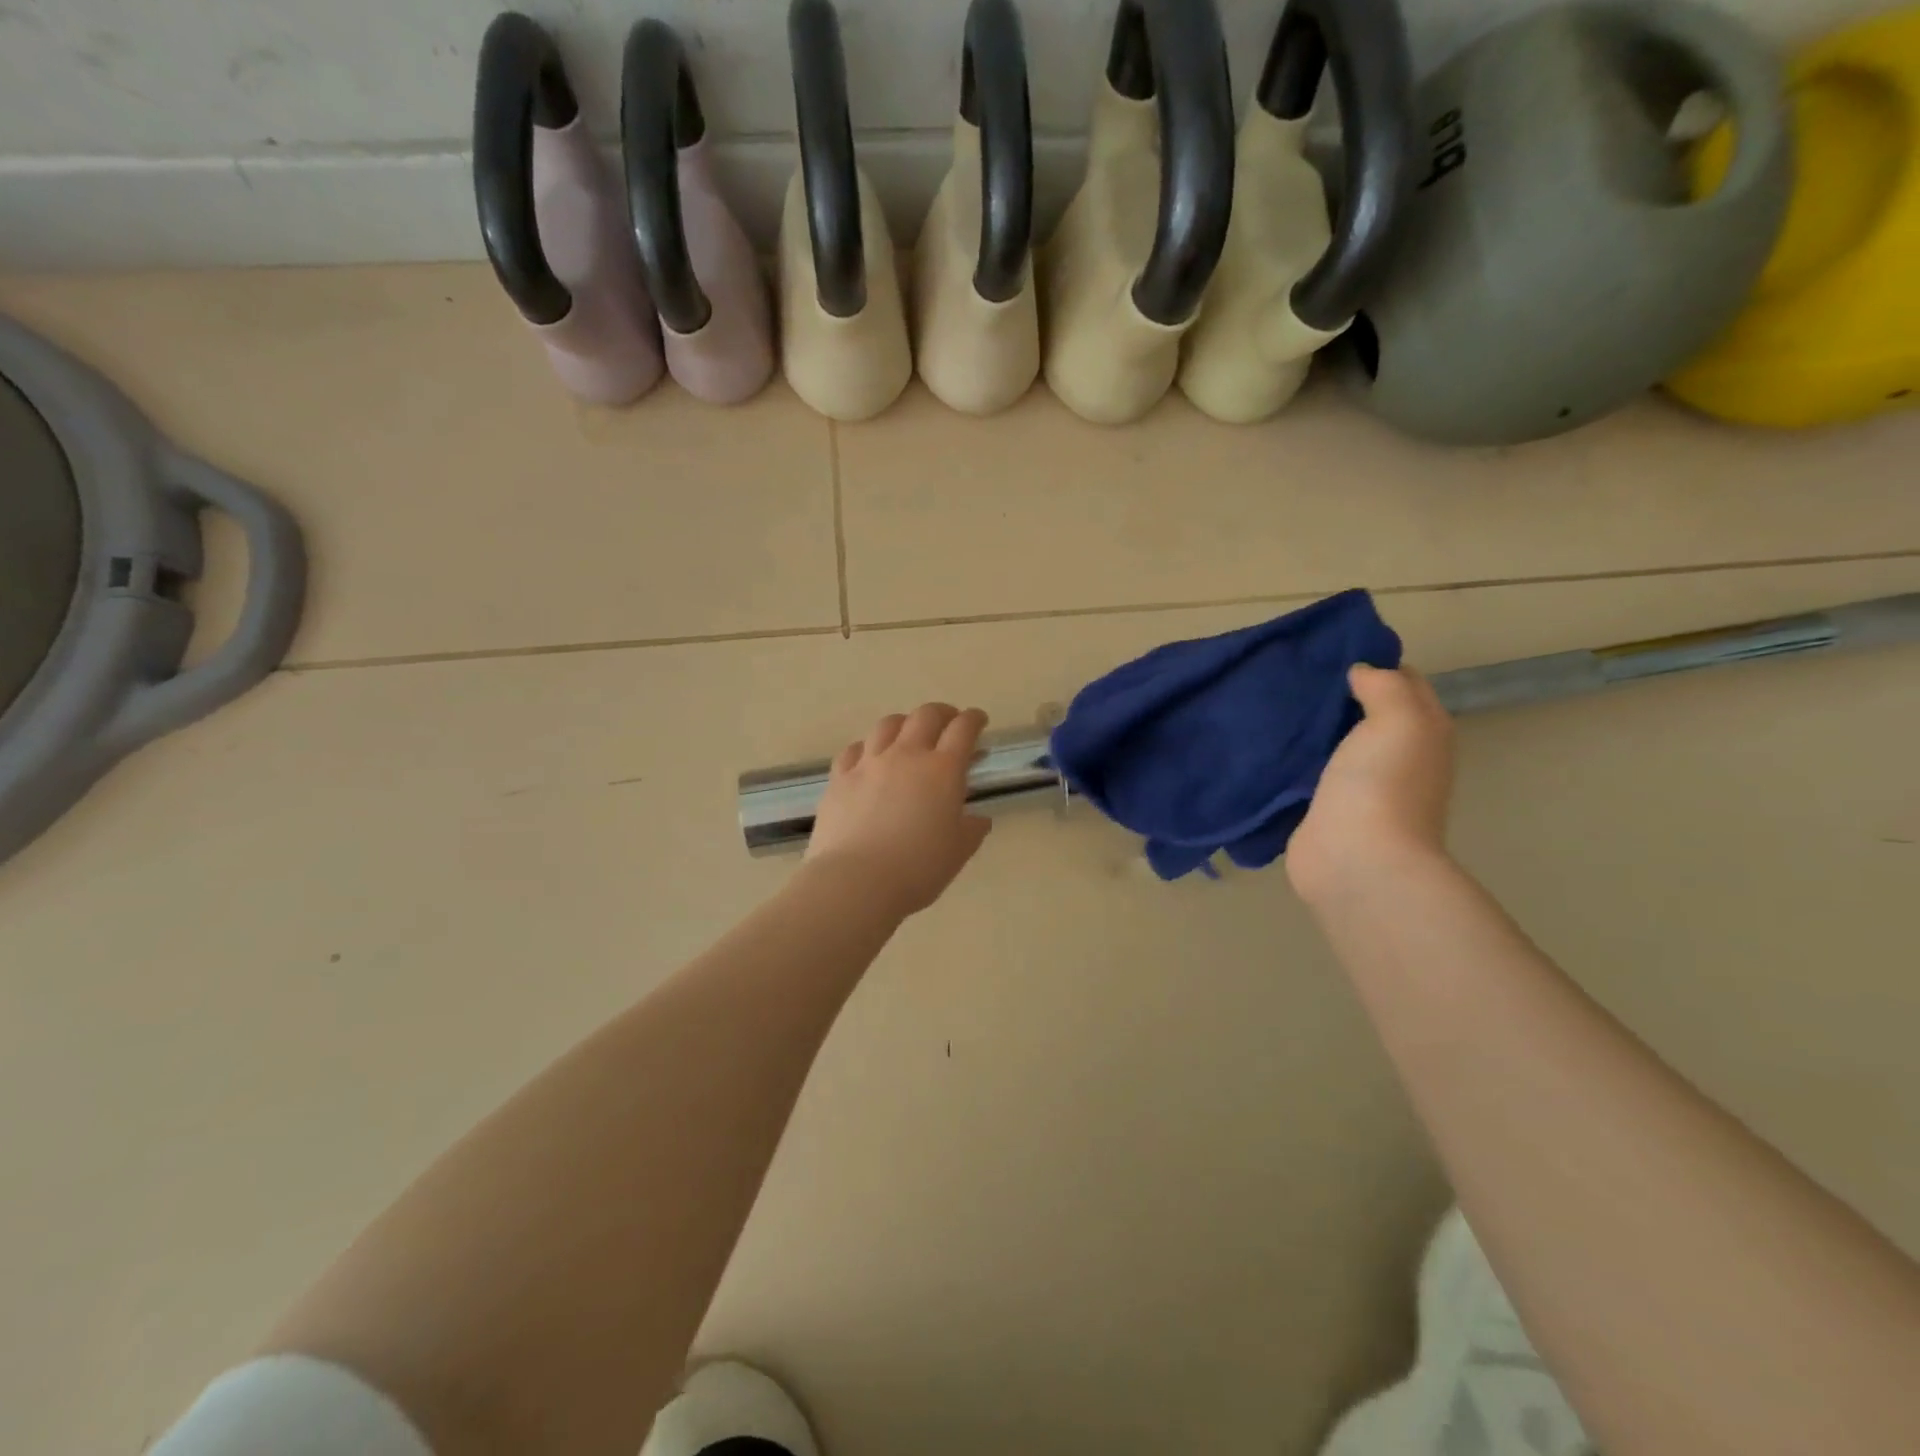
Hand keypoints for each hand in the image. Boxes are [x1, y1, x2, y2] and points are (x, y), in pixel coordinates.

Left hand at [805, 703, 993, 917]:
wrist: (856, 881)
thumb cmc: (918, 869)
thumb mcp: (958, 852)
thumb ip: (972, 829)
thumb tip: (978, 819)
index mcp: (942, 770)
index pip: (963, 730)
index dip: (974, 720)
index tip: (979, 720)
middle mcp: (906, 755)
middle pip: (925, 716)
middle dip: (942, 713)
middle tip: (949, 722)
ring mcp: (869, 763)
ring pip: (888, 725)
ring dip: (904, 723)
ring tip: (909, 733)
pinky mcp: (839, 778)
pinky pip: (854, 749)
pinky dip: (868, 746)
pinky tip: (869, 756)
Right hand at [1288, 666, 1455, 905]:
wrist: (1356, 860)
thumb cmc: (1383, 785)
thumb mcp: (1399, 718)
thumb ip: (1384, 686)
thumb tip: (1360, 673)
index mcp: (1423, 731)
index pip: (1403, 682)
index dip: (1373, 663)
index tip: (1329, 651)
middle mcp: (1397, 756)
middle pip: (1366, 712)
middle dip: (1335, 693)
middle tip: (1292, 672)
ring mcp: (1359, 785)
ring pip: (1334, 741)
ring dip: (1310, 726)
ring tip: (1272, 701)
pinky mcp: (1324, 808)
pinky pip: (1307, 771)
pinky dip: (1292, 757)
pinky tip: (1265, 742)